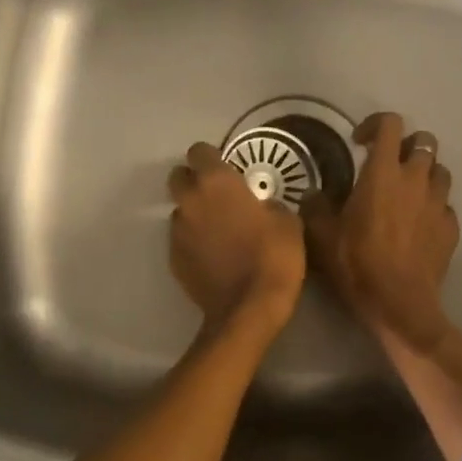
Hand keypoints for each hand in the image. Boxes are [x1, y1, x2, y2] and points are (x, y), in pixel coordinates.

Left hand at [169, 141, 305, 333]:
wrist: (248, 309)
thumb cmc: (273, 257)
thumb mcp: (288, 222)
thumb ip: (268, 204)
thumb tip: (262, 206)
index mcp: (217, 182)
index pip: (199, 151)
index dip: (211, 158)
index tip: (226, 169)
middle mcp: (190, 200)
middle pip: (178, 177)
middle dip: (194, 181)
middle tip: (218, 197)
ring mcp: (177, 231)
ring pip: (180, 210)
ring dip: (194, 214)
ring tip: (218, 232)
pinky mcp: (173, 258)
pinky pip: (181, 239)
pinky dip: (194, 242)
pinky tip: (214, 256)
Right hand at [303, 112, 458, 351]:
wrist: (399, 303)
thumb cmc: (357, 263)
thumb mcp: (321, 235)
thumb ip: (315, 207)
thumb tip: (313, 194)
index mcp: (383, 172)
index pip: (390, 124)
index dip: (374, 124)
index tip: (359, 142)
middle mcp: (416, 179)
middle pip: (424, 140)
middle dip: (407, 145)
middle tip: (388, 164)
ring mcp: (438, 203)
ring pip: (440, 170)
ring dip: (424, 173)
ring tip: (406, 192)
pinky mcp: (451, 227)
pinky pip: (445, 205)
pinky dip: (433, 207)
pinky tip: (418, 225)